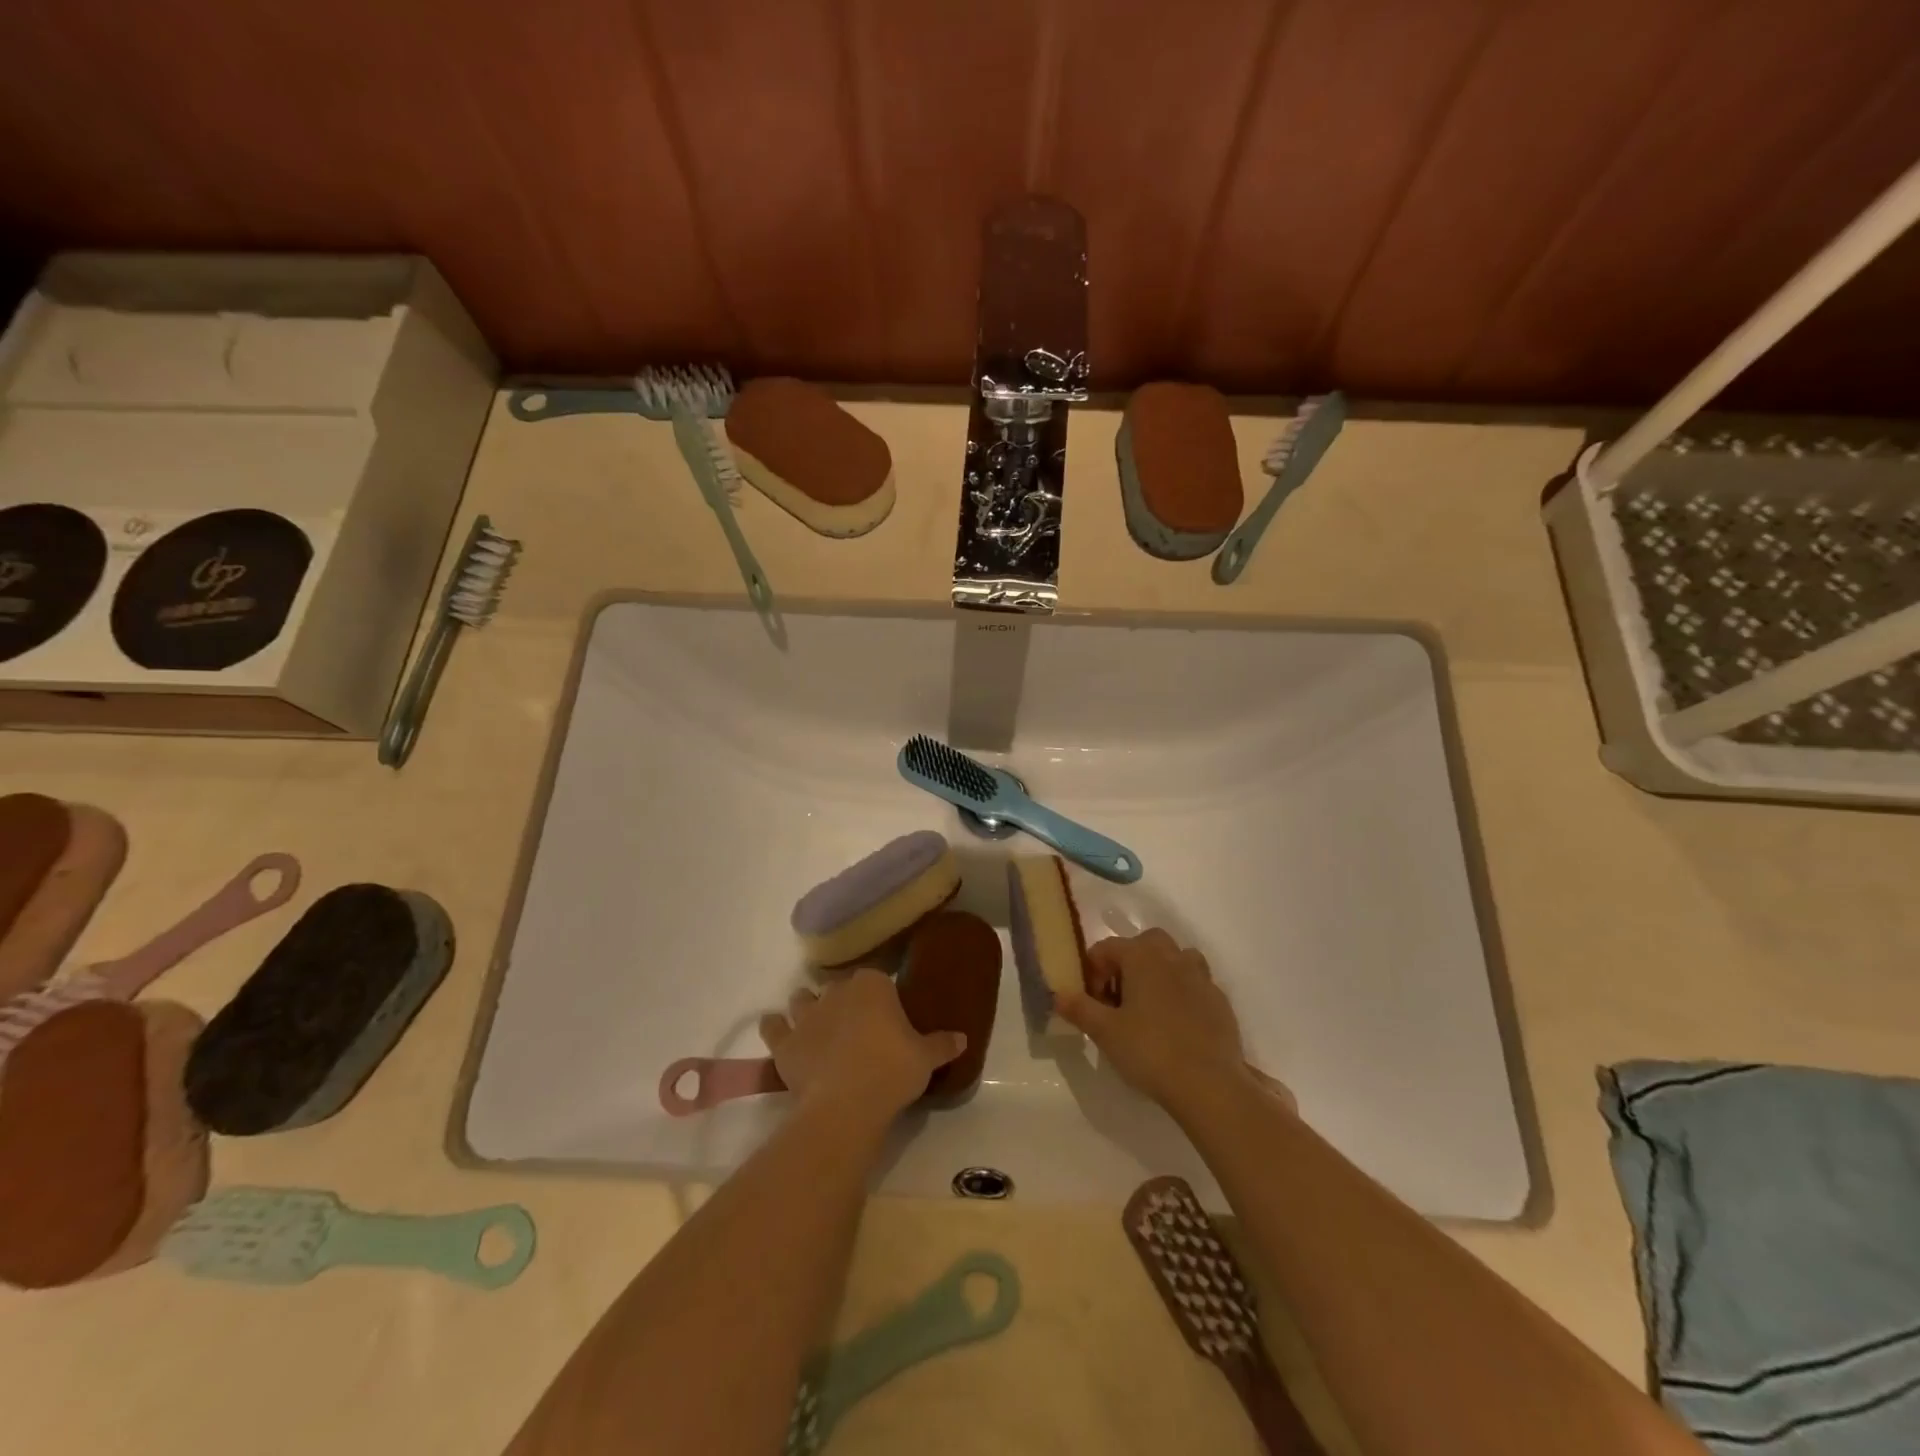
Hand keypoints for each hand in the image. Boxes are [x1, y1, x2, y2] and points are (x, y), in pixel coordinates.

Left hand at [759, 969, 964, 1120]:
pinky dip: (775, 1028)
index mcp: (872, 985)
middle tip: (856, 1025)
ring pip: (802, 998)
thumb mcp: (926, 1058)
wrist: (847, 1104)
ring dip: (807, 1008)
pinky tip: (779, 1033)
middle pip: (838, 986)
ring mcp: (806, 1015)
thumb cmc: (892, 1071)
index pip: (876, 977)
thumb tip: (962, 1038)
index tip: (886, 1014)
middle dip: (844, 1000)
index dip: (879, 995)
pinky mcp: (784, 1042)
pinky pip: (772, 1026)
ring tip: (818, 1026)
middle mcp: (836, 991)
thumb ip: (942, 1044)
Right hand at [1057, 929, 1265, 1115]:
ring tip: (1150, 1006)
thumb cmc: (1150, 1051)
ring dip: (1160, 972)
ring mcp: (1201, 977)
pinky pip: (1196, 984)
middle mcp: (1172, 957)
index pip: (1106, 948)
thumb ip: (1079, 1008)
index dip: (1093, 972)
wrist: (1209, 1084)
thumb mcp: (1104, 1032)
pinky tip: (1176, 1025)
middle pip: (1145, 943)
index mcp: (1142, 956)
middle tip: (1120, 998)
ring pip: (1176, 959)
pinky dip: (1183, 994)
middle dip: (1128, 963)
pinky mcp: (1220, 1001)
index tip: (1092, 1003)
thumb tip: (1058, 995)